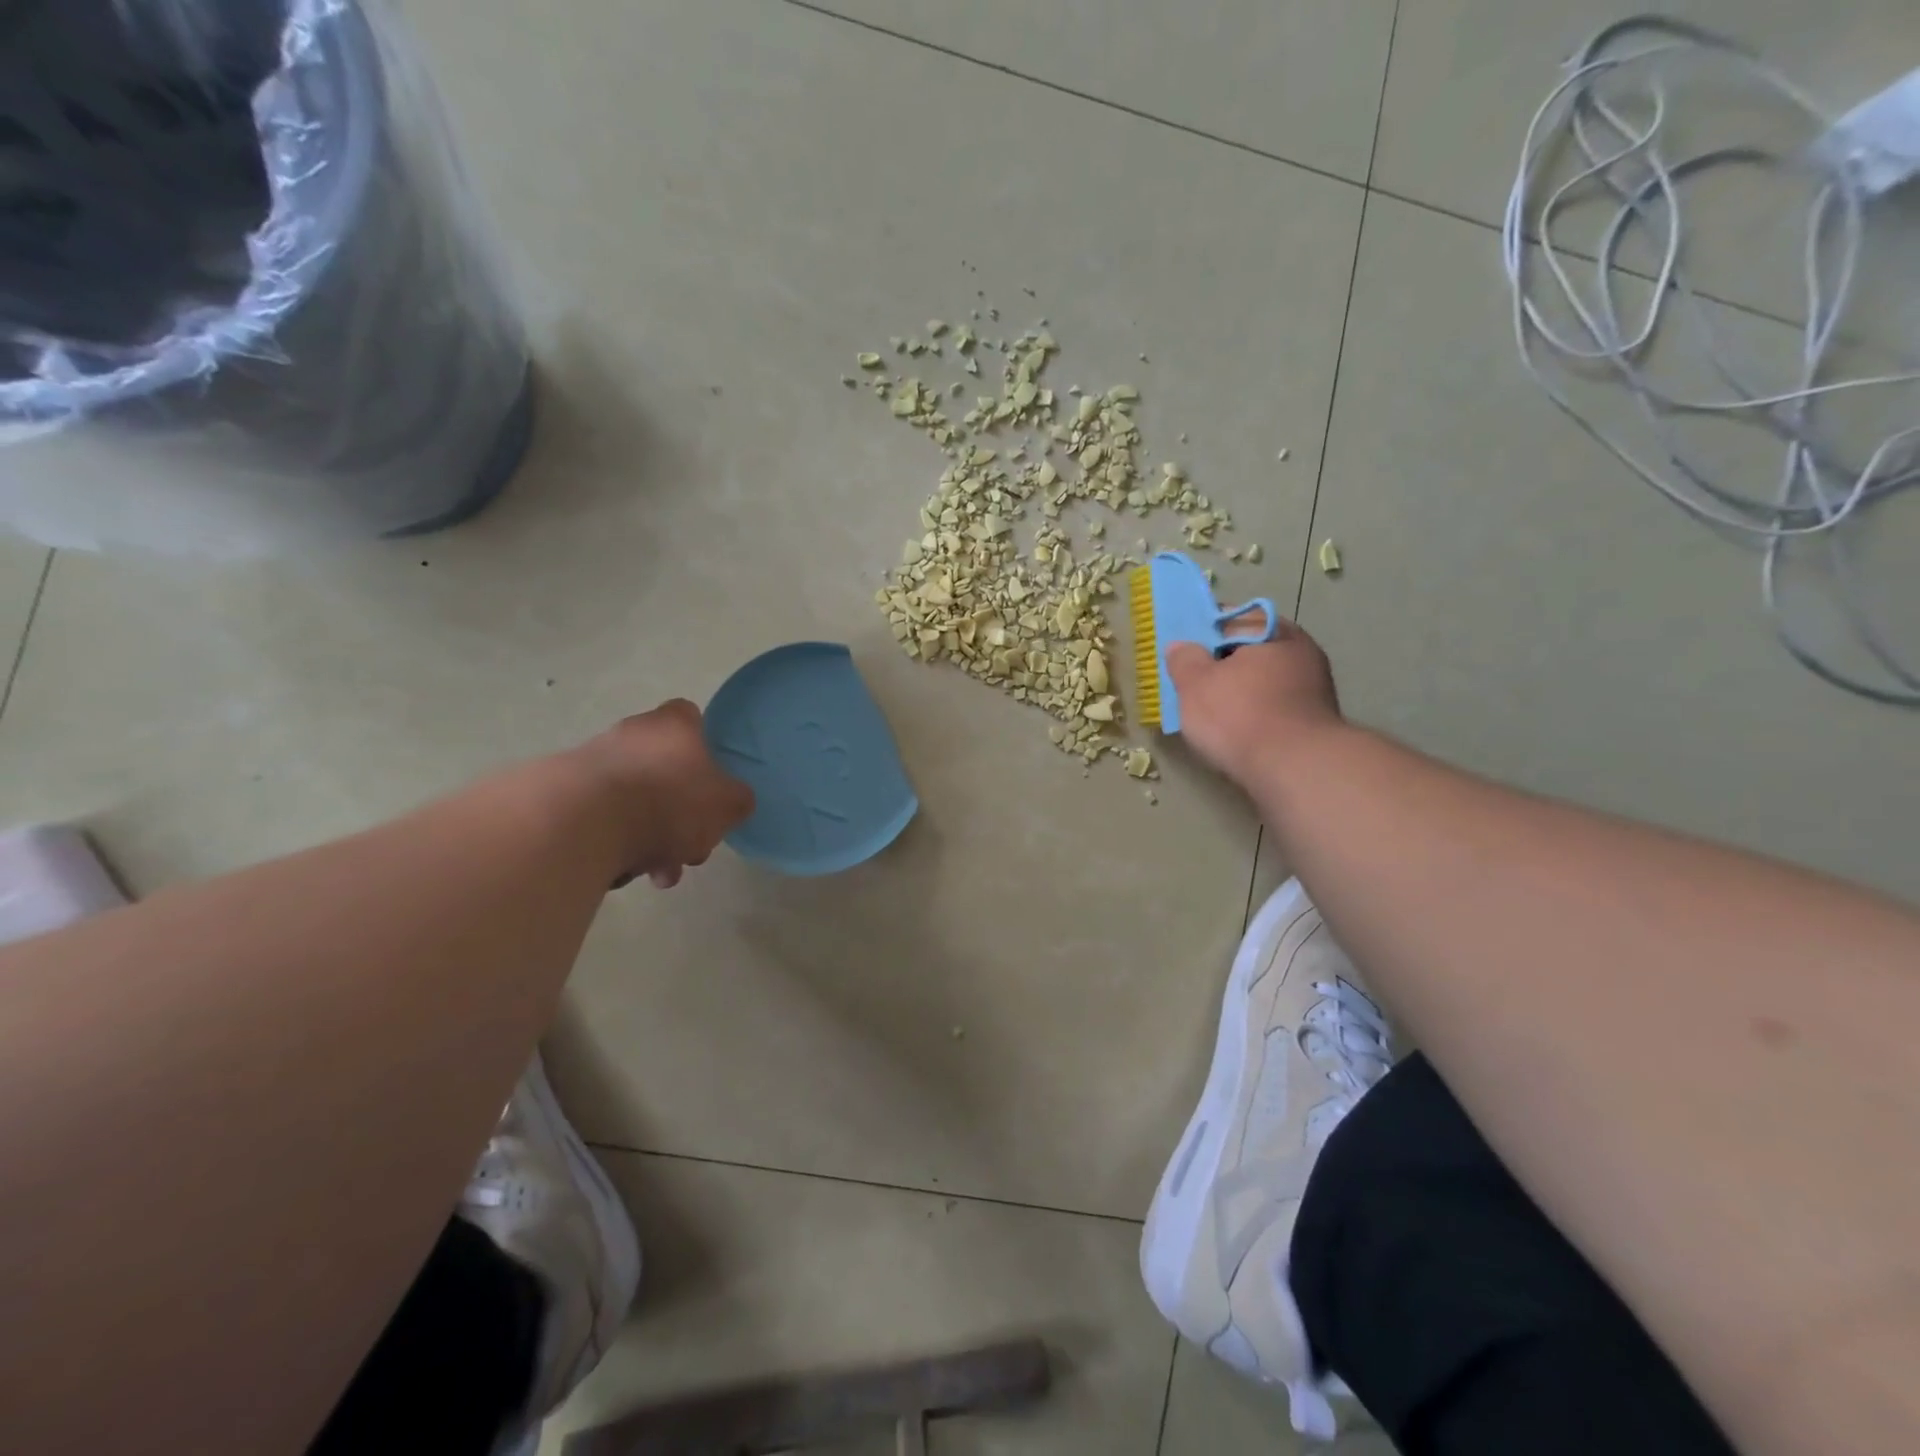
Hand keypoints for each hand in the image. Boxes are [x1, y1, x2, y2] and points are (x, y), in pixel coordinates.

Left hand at [572, 700, 754, 888]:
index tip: (711, 779)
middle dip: (682, 814)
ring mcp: (593, 761)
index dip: (705, 747)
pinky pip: (604, 819)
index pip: (692, 718)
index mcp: (673, 724)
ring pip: (637, 800)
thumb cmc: (668, 801)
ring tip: (658, 874)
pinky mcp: (564, 794)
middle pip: (666, 769)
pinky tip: (625, 871)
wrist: (582, 823)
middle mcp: (632, 733)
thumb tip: (734, 800)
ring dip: (652, 837)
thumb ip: (737, 800)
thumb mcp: (727, 804)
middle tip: (691, 848)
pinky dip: (618, 843)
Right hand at [1166, 621, 1343, 787]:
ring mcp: (1313, 688)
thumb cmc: (1240, 715)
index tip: (1183, 649)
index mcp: (1274, 631)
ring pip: (1263, 681)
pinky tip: (1235, 731)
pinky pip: (1273, 707)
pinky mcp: (1313, 722)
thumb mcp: (1195, 683)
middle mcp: (1301, 652)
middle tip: (1192, 681)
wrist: (1294, 770)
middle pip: (1251, 651)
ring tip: (1209, 710)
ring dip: (1239, 691)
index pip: (1233, 618)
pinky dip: (1254, 714)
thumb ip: (1184, 660)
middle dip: (1222, 663)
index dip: (1204, 631)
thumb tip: (1181, 646)